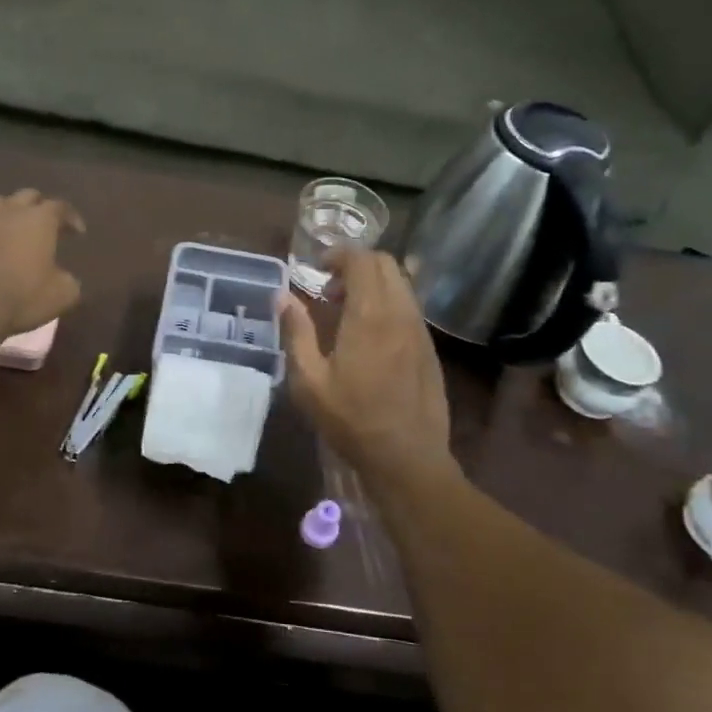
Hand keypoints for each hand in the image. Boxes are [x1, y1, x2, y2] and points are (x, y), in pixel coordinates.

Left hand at [0, 189, 84, 340]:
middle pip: (28, 195)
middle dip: (39, 206)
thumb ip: (68, 280)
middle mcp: (10, 213)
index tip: (78, 232)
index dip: (71, 217)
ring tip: (11, 222)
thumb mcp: (64, 294)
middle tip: (46, 224)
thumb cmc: (25, 296)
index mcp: (41, 220)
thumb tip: (65, 278)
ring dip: (6, 209)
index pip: (61, 207)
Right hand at [279, 249, 454, 485]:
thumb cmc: (351, 420)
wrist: (407, 457)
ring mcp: (419, 329)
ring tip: (347, 311)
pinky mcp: (429, 347)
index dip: (338, 254)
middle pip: (386, 263)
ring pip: (401, 283)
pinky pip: (409, 306)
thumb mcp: (309, 381)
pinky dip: (388, 302)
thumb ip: (296, 332)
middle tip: (329, 290)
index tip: (316, 268)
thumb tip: (282, 296)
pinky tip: (370, 334)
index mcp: (369, 316)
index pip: (362, 260)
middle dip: (356, 264)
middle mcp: (400, 313)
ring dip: (373, 283)